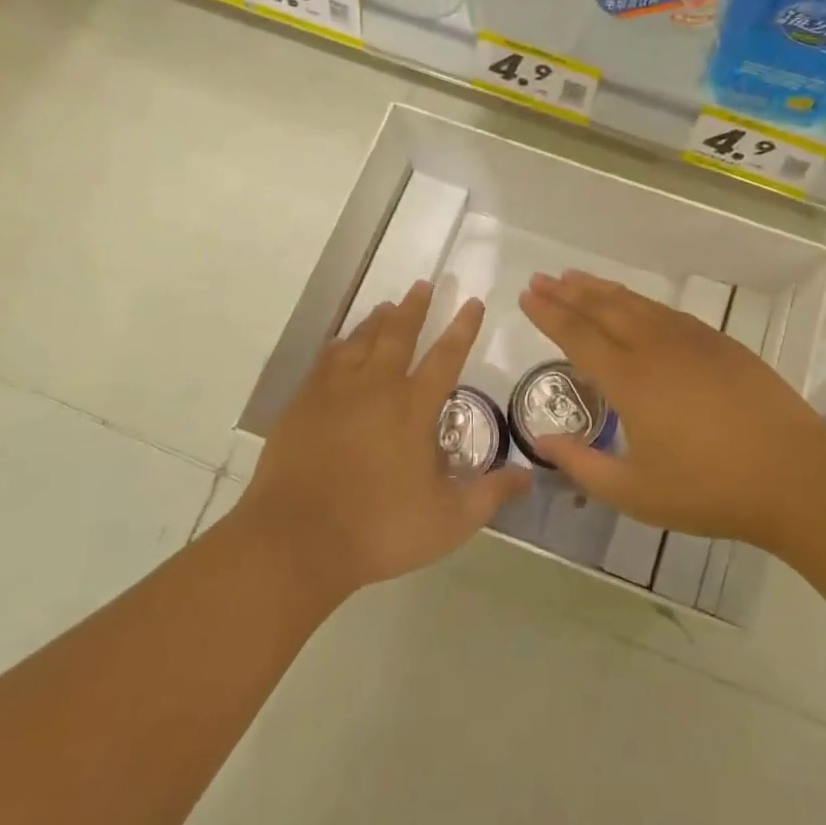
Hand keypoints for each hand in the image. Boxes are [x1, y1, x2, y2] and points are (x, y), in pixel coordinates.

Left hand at [243, 280, 531, 595]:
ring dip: (377, 321)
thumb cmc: (379, 529)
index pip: (446, 357)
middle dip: (415, 308)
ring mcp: (335, 392)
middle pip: (398, 335)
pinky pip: (325, 361)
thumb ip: (490, 495)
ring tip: (387, 305)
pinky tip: (340, 344)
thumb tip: (528, 475)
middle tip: (424, 284)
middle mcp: (376, 387)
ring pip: (360, 341)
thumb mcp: (449, 521)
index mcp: (413, 408)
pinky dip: (339, 346)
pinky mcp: (303, 405)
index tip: (472, 302)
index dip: (463, 328)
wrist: (296, 540)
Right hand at [518, 270, 825, 549]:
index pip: (578, 335)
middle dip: (568, 291)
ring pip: (636, 303)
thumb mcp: (636, 493)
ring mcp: (693, 340)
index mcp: (632, 380)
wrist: (795, 476)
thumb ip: (583, 466)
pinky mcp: (721, 343)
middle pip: (604, 309)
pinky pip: (667, 311)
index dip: (549, 314)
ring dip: (602, 289)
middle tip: (542, 278)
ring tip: (577, 278)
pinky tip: (634, 303)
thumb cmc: (710, 490)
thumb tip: (544, 442)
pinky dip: (639, 301)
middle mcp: (657, 348)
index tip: (527, 294)